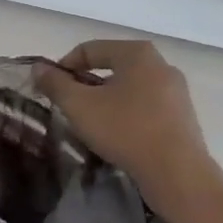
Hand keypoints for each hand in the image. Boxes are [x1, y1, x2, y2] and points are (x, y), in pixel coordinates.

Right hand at [35, 40, 221, 203]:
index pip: (90, 49)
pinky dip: (127, 114)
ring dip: (106, 100)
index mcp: (137, 53)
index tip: (50, 89)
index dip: (64, 66)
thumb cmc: (125, 130)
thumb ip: (55, 83)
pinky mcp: (184, 116)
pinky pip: (146, 106)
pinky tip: (117, 135)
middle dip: (86, 84)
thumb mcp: (79, 106)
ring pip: (129, 88)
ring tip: (91, 123)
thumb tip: (39, 68)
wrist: (177, 174)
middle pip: (111, 67)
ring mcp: (176, 91)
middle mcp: (161, 64)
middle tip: (69, 106)